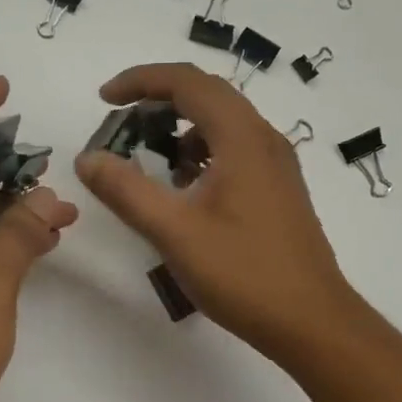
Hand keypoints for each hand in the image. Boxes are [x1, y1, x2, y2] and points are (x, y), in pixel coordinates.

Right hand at [74, 63, 352, 359]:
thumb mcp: (175, 233)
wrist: (312, 321)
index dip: (141, 80)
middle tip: (121, 123)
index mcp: (242, 138)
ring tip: (148, 156)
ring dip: (182, 127)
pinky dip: (203, 152)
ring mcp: (277, 164)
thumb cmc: (244, 274)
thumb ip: (127, 191)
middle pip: (207, 94)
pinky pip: (236, 149)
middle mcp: (264, 139)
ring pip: (223, 123)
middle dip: (159, 99)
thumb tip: (88, 158)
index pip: (187, 81)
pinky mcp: (279, 189)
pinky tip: (185, 188)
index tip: (104, 99)